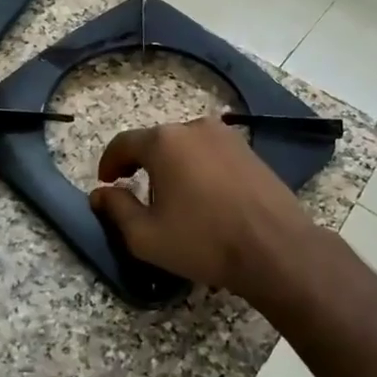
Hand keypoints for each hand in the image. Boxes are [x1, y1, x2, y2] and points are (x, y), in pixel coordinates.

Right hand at [90, 117, 317, 295]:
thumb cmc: (203, 241)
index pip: (123, 143)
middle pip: (156, 142)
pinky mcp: (249, 151)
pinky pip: (211, 154)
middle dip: (142, 164)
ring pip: (185, 146)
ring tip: (172, 197)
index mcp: (164, 142)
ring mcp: (227, 137)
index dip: (109, 162)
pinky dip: (198, 168)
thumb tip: (100, 193)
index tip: (106, 182)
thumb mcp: (146, 236)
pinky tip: (204, 196)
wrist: (276, 249)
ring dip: (172, 165)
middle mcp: (194, 127)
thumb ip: (116, 209)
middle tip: (136, 192)